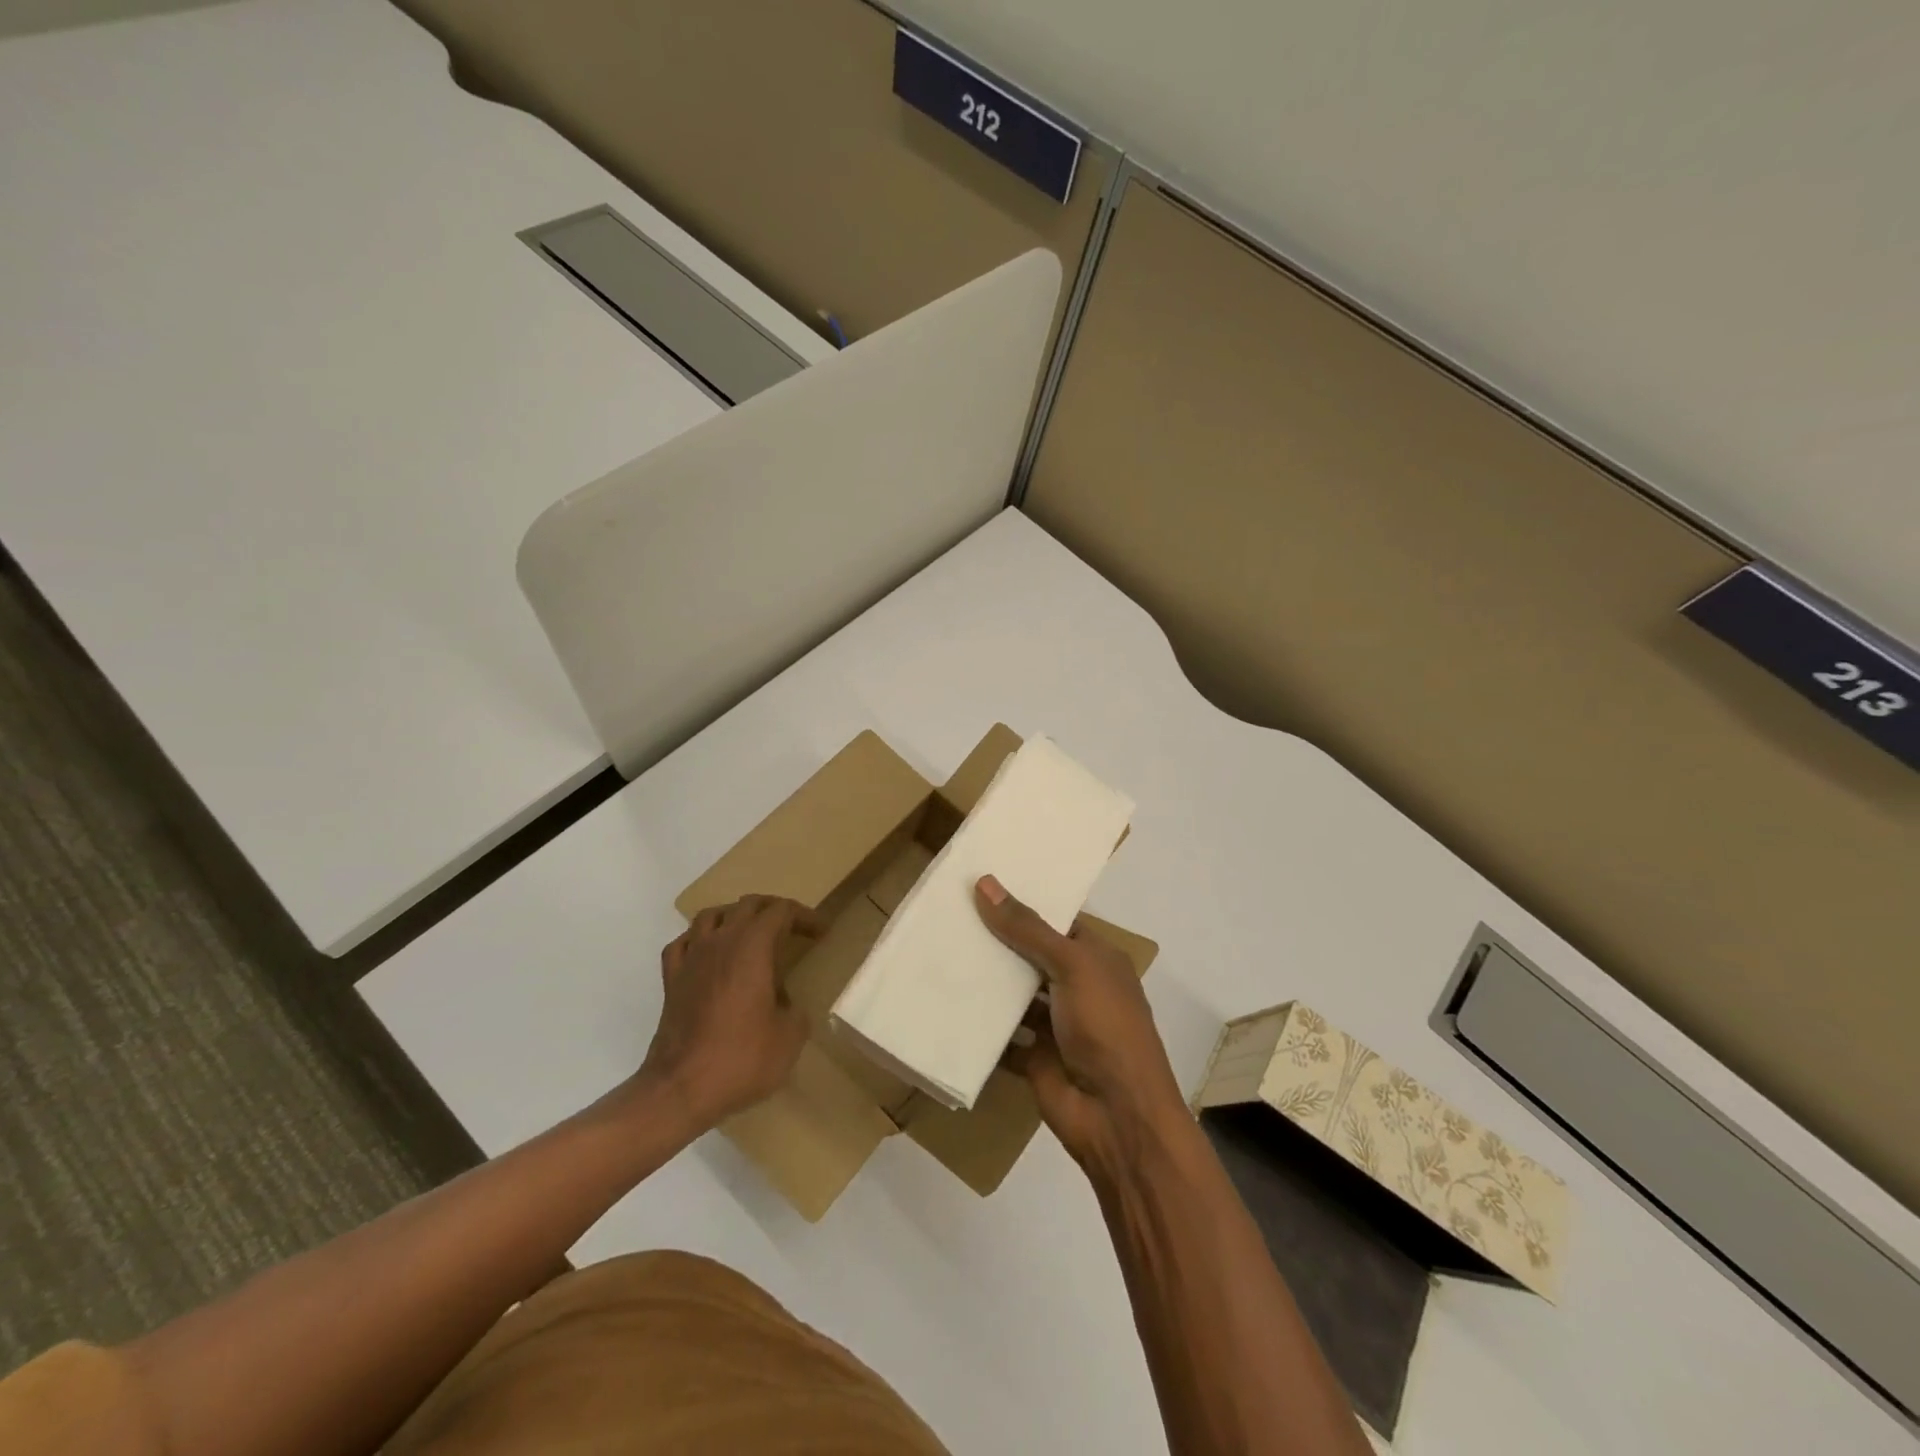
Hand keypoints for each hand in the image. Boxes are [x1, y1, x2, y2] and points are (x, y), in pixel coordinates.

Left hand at [639, 895, 823, 1131]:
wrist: (680, 1090)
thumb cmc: (741, 1058)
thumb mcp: (790, 1037)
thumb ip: (795, 1010)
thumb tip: (785, 1003)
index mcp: (752, 947)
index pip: (781, 911)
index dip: (805, 916)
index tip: (821, 932)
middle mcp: (720, 942)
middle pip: (748, 905)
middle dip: (774, 910)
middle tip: (793, 928)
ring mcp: (691, 959)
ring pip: (711, 916)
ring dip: (735, 916)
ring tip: (750, 933)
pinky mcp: (671, 981)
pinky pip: (684, 943)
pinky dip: (700, 939)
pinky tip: (709, 953)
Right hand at [974, 876, 1189, 1176]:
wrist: (1118, 1117)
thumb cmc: (1106, 1027)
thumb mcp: (1072, 966)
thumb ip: (1027, 928)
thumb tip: (985, 882)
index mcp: (1097, 959)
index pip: (1057, 921)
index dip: (1024, 903)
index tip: (981, 885)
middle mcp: (1078, 987)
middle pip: (1032, 955)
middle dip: (998, 940)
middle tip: (949, 913)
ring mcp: (1057, 1024)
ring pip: (1016, 995)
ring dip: (987, 981)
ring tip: (941, 950)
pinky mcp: (1035, 1057)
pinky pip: (1002, 1036)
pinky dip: (980, 1025)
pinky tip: (945, 1003)